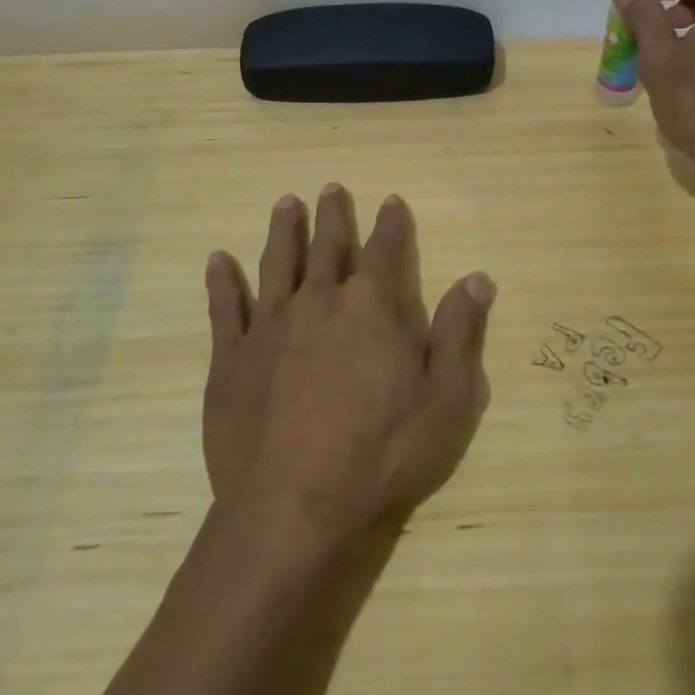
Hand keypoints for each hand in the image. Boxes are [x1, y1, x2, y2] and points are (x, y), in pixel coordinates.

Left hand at [201, 185, 494, 544]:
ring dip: (284, 231)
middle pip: (328, 247)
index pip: (384, 250)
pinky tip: (217, 260)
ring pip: (277, 264)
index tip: (391, 200)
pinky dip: (221, 281)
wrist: (294, 507)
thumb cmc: (382, 455)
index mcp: (371, 307)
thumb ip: (459, 332)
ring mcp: (270, 327)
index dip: (391, 223)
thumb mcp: (445, 398)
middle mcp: (319, 302)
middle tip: (330, 187)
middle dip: (333, 216)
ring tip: (286, 203)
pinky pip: (225, 308)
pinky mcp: (232, 359)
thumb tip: (478, 277)